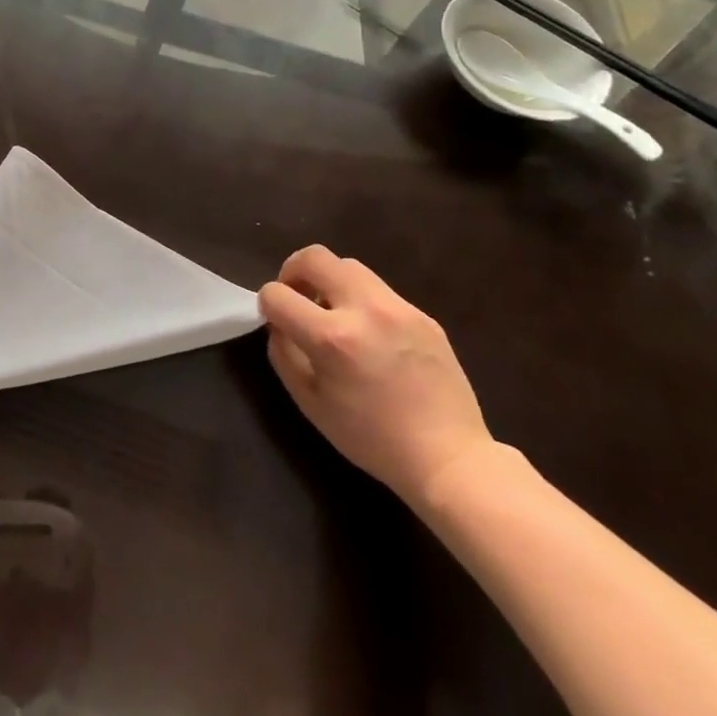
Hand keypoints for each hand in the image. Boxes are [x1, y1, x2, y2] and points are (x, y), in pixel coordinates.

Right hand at [259, 247, 494, 507]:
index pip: (277, 293)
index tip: (276, 320)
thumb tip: (278, 323)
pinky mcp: (423, 315)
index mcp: (331, 338)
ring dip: (329, 282)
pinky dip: (361, 302)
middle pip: (314, 257)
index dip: (267, 304)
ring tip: (334, 313)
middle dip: (293, 271)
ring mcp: (399, 309)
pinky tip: (371, 336)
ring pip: (348, 266)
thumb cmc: (371, 438)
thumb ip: (283, 353)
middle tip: (298, 297)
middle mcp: (365, 310)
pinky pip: (379, 291)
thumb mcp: (309, 402)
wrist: (449, 458)